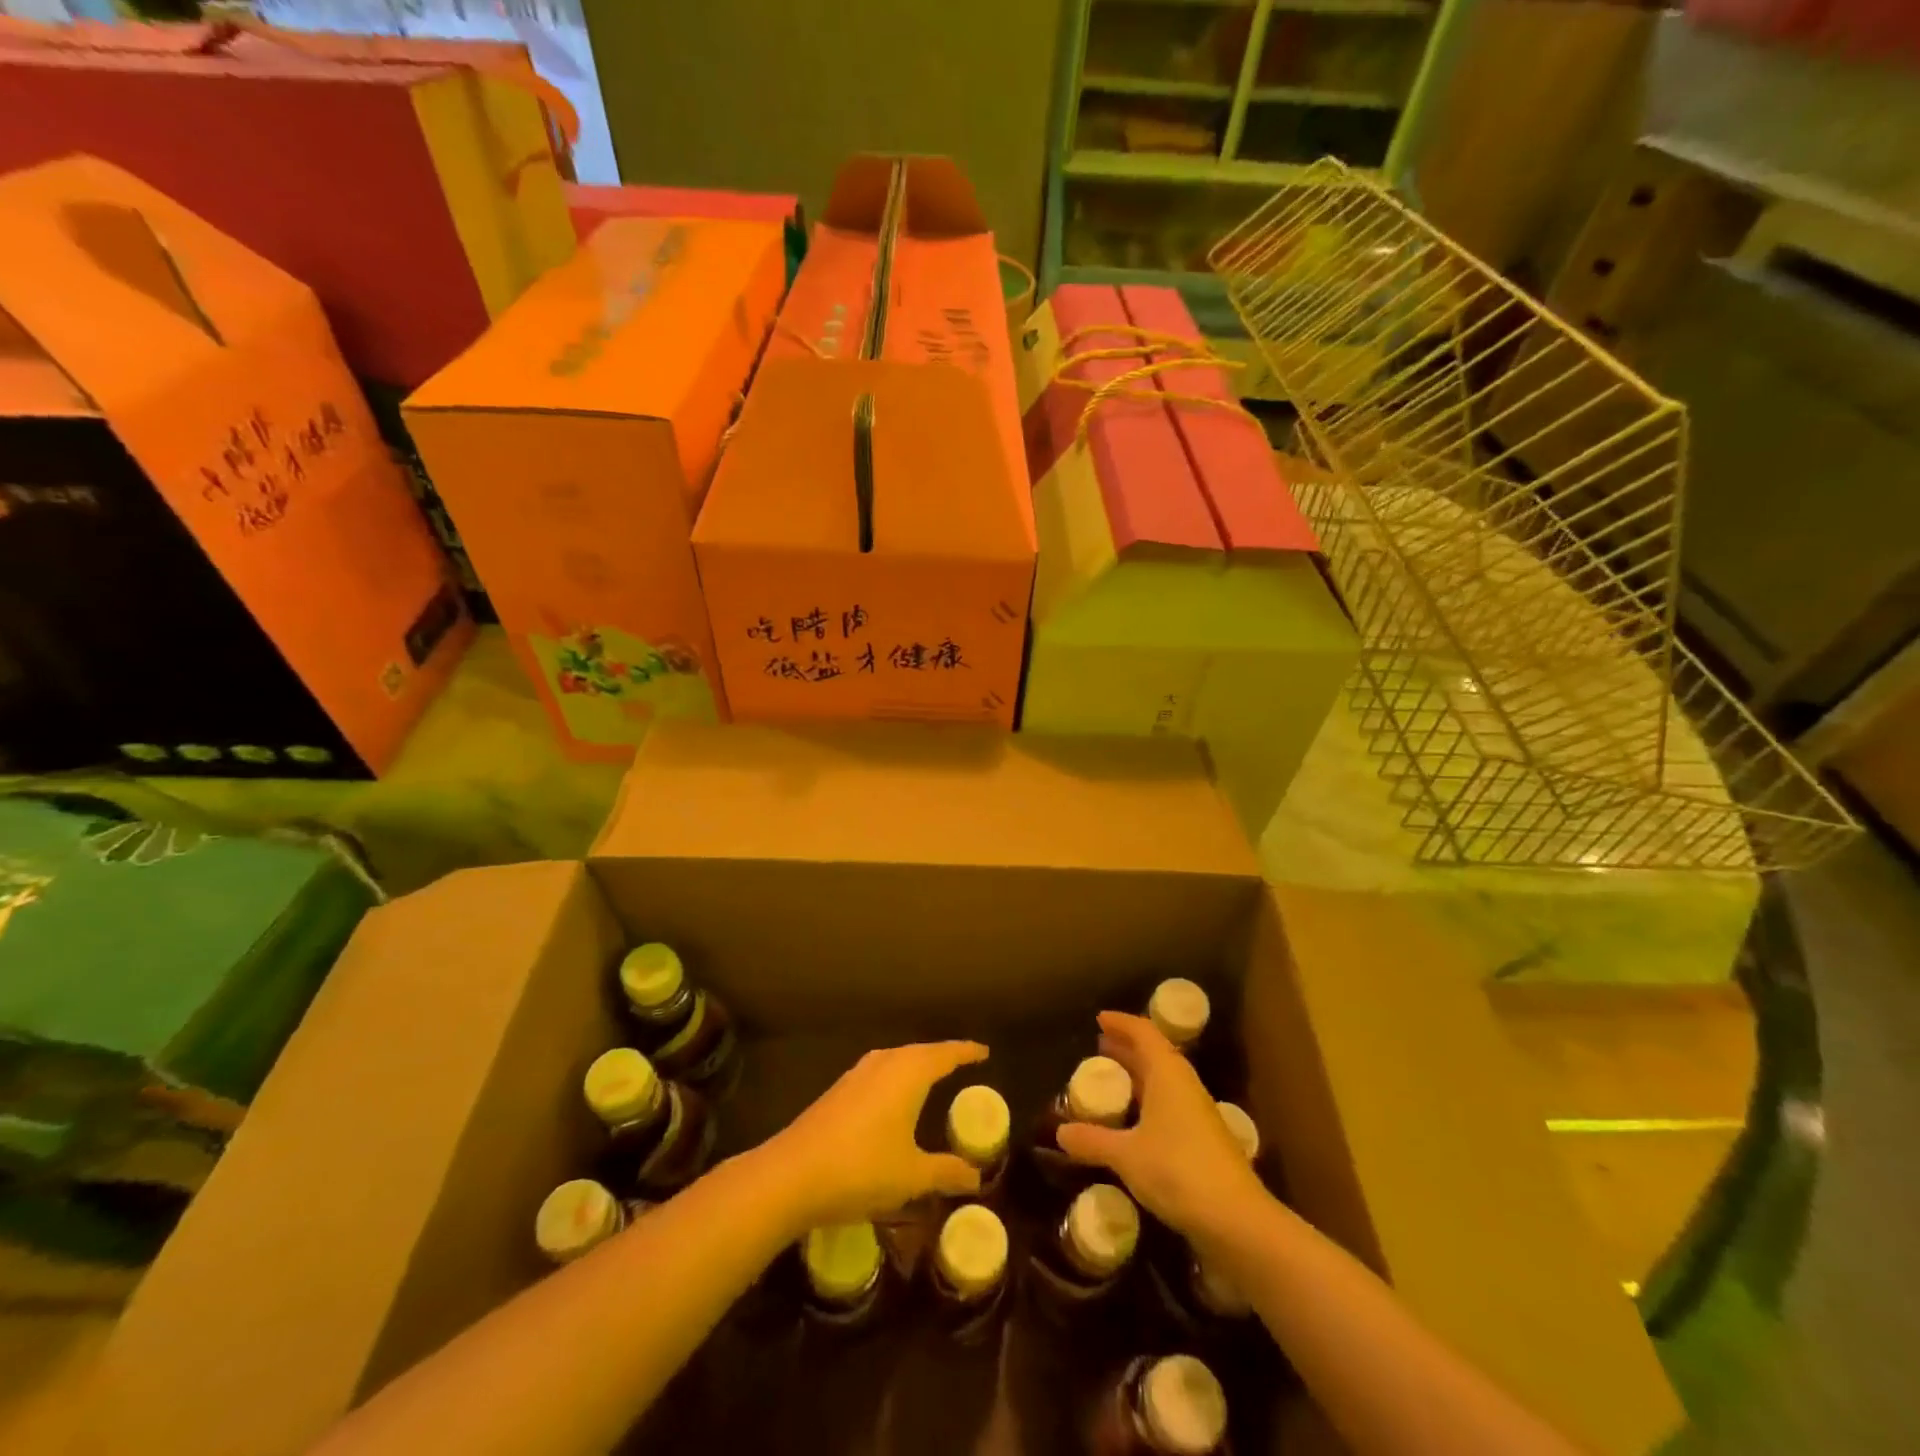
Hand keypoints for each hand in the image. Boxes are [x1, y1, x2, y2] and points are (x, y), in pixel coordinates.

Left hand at [764, 1041, 988, 1229]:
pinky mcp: (839, 1089)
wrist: (792, 1174)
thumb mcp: (911, 1175)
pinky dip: (895, 1076)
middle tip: (961, 1063)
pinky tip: (892, 1097)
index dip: (966, 1052)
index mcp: (909, 1073)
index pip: (945, 1054)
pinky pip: (879, 1071)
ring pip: (896, 1059)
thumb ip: (946, 1172)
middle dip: (941, 1056)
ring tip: (930, 1076)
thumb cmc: (861, 1168)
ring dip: (915, 1064)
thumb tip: (976, 1178)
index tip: (983, 1051)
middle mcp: (884, 1063)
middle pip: (920, 1051)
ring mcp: (857, 1074)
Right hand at [1056, 1012, 1267, 1242]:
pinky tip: (1133, 1122)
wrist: (1237, 1220)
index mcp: (1167, 1073)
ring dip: (1138, 1075)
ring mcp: (1197, 1113)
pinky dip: (1148, 1101)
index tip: (1099, 1019)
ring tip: (1112, 1079)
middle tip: (1099, 1047)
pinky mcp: (1203, 1140)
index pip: (1143, 1033)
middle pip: (1154, 1054)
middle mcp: (1184, 1085)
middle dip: (1127, 1048)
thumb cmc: (1178, 1171)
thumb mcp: (1126, 1155)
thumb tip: (1060, 1132)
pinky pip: (1169, 1105)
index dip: (1121, 1023)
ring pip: (1163, 1081)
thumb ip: (1093, 1140)